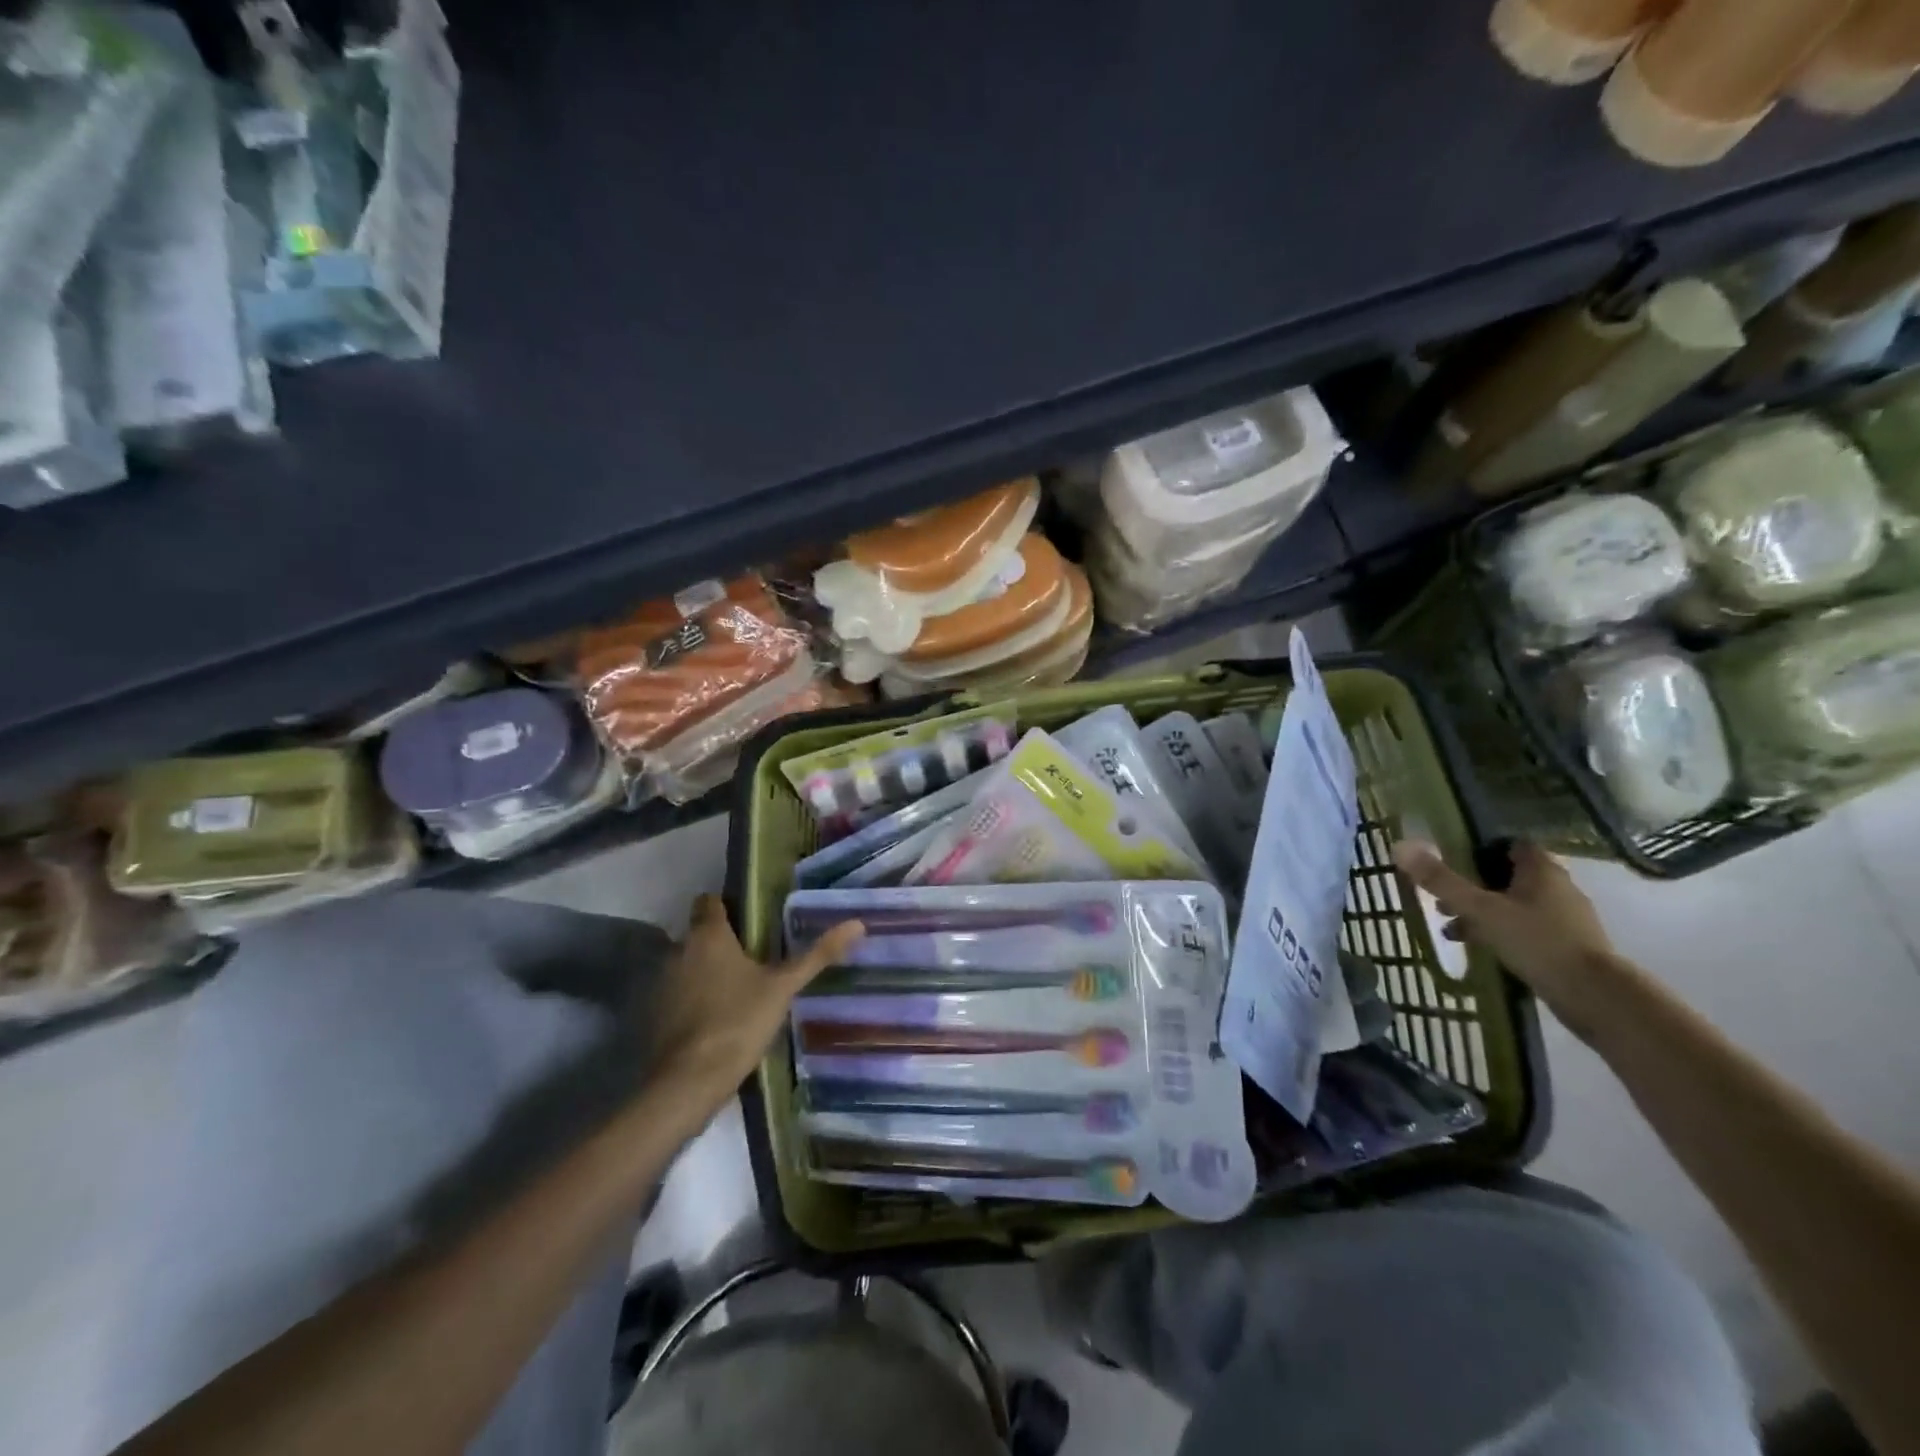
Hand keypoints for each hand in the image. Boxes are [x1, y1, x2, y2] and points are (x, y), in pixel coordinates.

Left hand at [647, 894, 862, 1112]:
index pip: (710, 901)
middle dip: (724, 941)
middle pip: (701, 934)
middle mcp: (679, 951)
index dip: (727, 904)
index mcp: (708, 936)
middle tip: (757, 954)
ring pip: (689, 964)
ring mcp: (663, 984)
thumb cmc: (738, 1021)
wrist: (688, 1082)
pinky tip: (720, 1016)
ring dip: (708, 970)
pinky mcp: (657, 1014)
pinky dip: (696, 998)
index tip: (751, 916)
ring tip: (742, 987)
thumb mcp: (783, 987)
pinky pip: (680, 993)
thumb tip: (857, 924)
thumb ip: (817, 955)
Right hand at [1392, 840, 1627, 1041]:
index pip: (1510, 844)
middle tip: (1441, 899)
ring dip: (1483, 912)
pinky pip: (1525, 929)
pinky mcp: (1568, 946)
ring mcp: (1566, 918)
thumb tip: (1400, 846)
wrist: (1596, 996)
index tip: (1450, 859)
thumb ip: (1441, 880)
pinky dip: (1500, 933)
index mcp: (1542, 870)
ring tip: (1451, 928)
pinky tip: (1479, 948)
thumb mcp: (1481, 909)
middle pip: (1508, 876)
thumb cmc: (1537, 941)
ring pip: (1514, 905)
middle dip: (1473, 885)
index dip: (1479, 847)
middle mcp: (1558, 887)